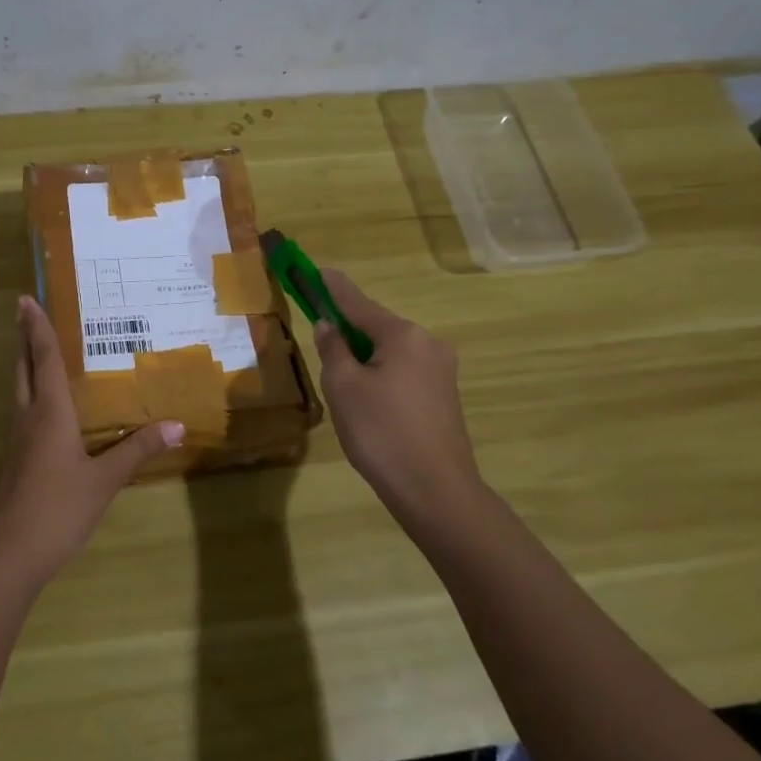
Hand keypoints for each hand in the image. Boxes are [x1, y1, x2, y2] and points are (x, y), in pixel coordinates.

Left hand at [0, 295, 183, 586]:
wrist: (10, 553)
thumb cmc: (58, 508)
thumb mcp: (104, 480)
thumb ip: (137, 451)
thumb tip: (176, 425)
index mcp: (49, 413)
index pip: (45, 360)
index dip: (39, 329)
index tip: (27, 300)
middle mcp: (28, 418)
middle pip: (23, 368)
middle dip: (24, 338)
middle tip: (23, 311)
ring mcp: (16, 440)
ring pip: (18, 389)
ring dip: (24, 363)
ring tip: (34, 347)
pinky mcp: (14, 460)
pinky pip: (22, 411)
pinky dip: (29, 391)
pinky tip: (42, 405)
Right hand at [312, 270, 485, 531]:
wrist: (435, 491)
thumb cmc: (382, 433)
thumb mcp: (343, 387)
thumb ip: (333, 349)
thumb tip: (329, 326)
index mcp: (403, 335)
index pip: (357, 303)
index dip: (332, 287)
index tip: (316, 269)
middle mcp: (427, 343)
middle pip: (376, 326)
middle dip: (347, 330)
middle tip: (319, 338)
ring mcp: (440, 370)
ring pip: (389, 351)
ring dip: (362, 356)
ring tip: (339, 382)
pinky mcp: (443, 395)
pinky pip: (402, 371)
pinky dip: (379, 374)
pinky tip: (365, 400)